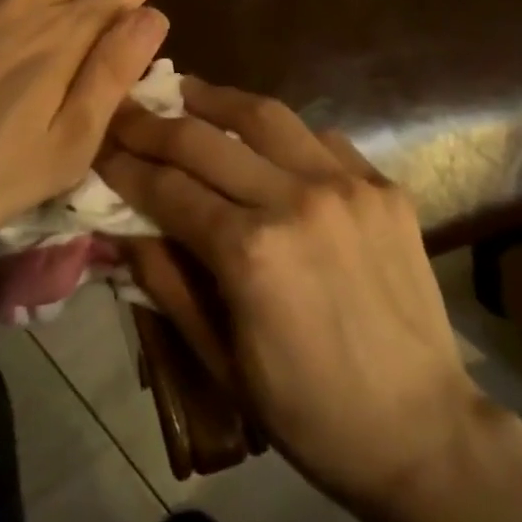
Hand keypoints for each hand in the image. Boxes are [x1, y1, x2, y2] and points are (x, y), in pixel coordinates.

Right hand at [103, 82, 483, 515]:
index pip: (167, 187)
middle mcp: (295, 200)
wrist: (423, 430)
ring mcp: (346, 185)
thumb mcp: (220, 360)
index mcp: (250, 252)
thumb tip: (123, 225)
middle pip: (204, 139)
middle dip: (153, 122)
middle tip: (126, 110)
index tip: (98, 146)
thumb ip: (166, 282)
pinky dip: (280, 132)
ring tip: (184, 91)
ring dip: (215, 99)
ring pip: (264, 115)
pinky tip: (262, 139)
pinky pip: (319, 138)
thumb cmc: (309, 412)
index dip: (124, 165)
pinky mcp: (383, 186)